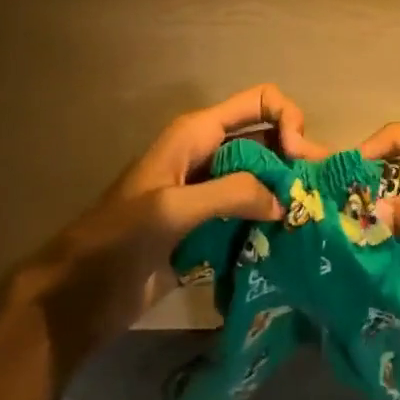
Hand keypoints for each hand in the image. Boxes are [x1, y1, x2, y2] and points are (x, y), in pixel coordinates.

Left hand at [0, 85, 326, 357]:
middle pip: (269, 140)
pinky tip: (293, 240)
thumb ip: (232, 194)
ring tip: (316, 219)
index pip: (260, 102)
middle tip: (321, 195)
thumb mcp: (172, 209)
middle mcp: (210, 154)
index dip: (288, 120)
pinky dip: (273, 221)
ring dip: (288, 192)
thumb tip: (285, 200)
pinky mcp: (210, 228)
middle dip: (298, 159)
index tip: (301, 159)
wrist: (78, 296)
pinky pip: (252, 213)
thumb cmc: (117, 240)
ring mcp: (210, 192)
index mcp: (198, 133)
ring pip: (264, 178)